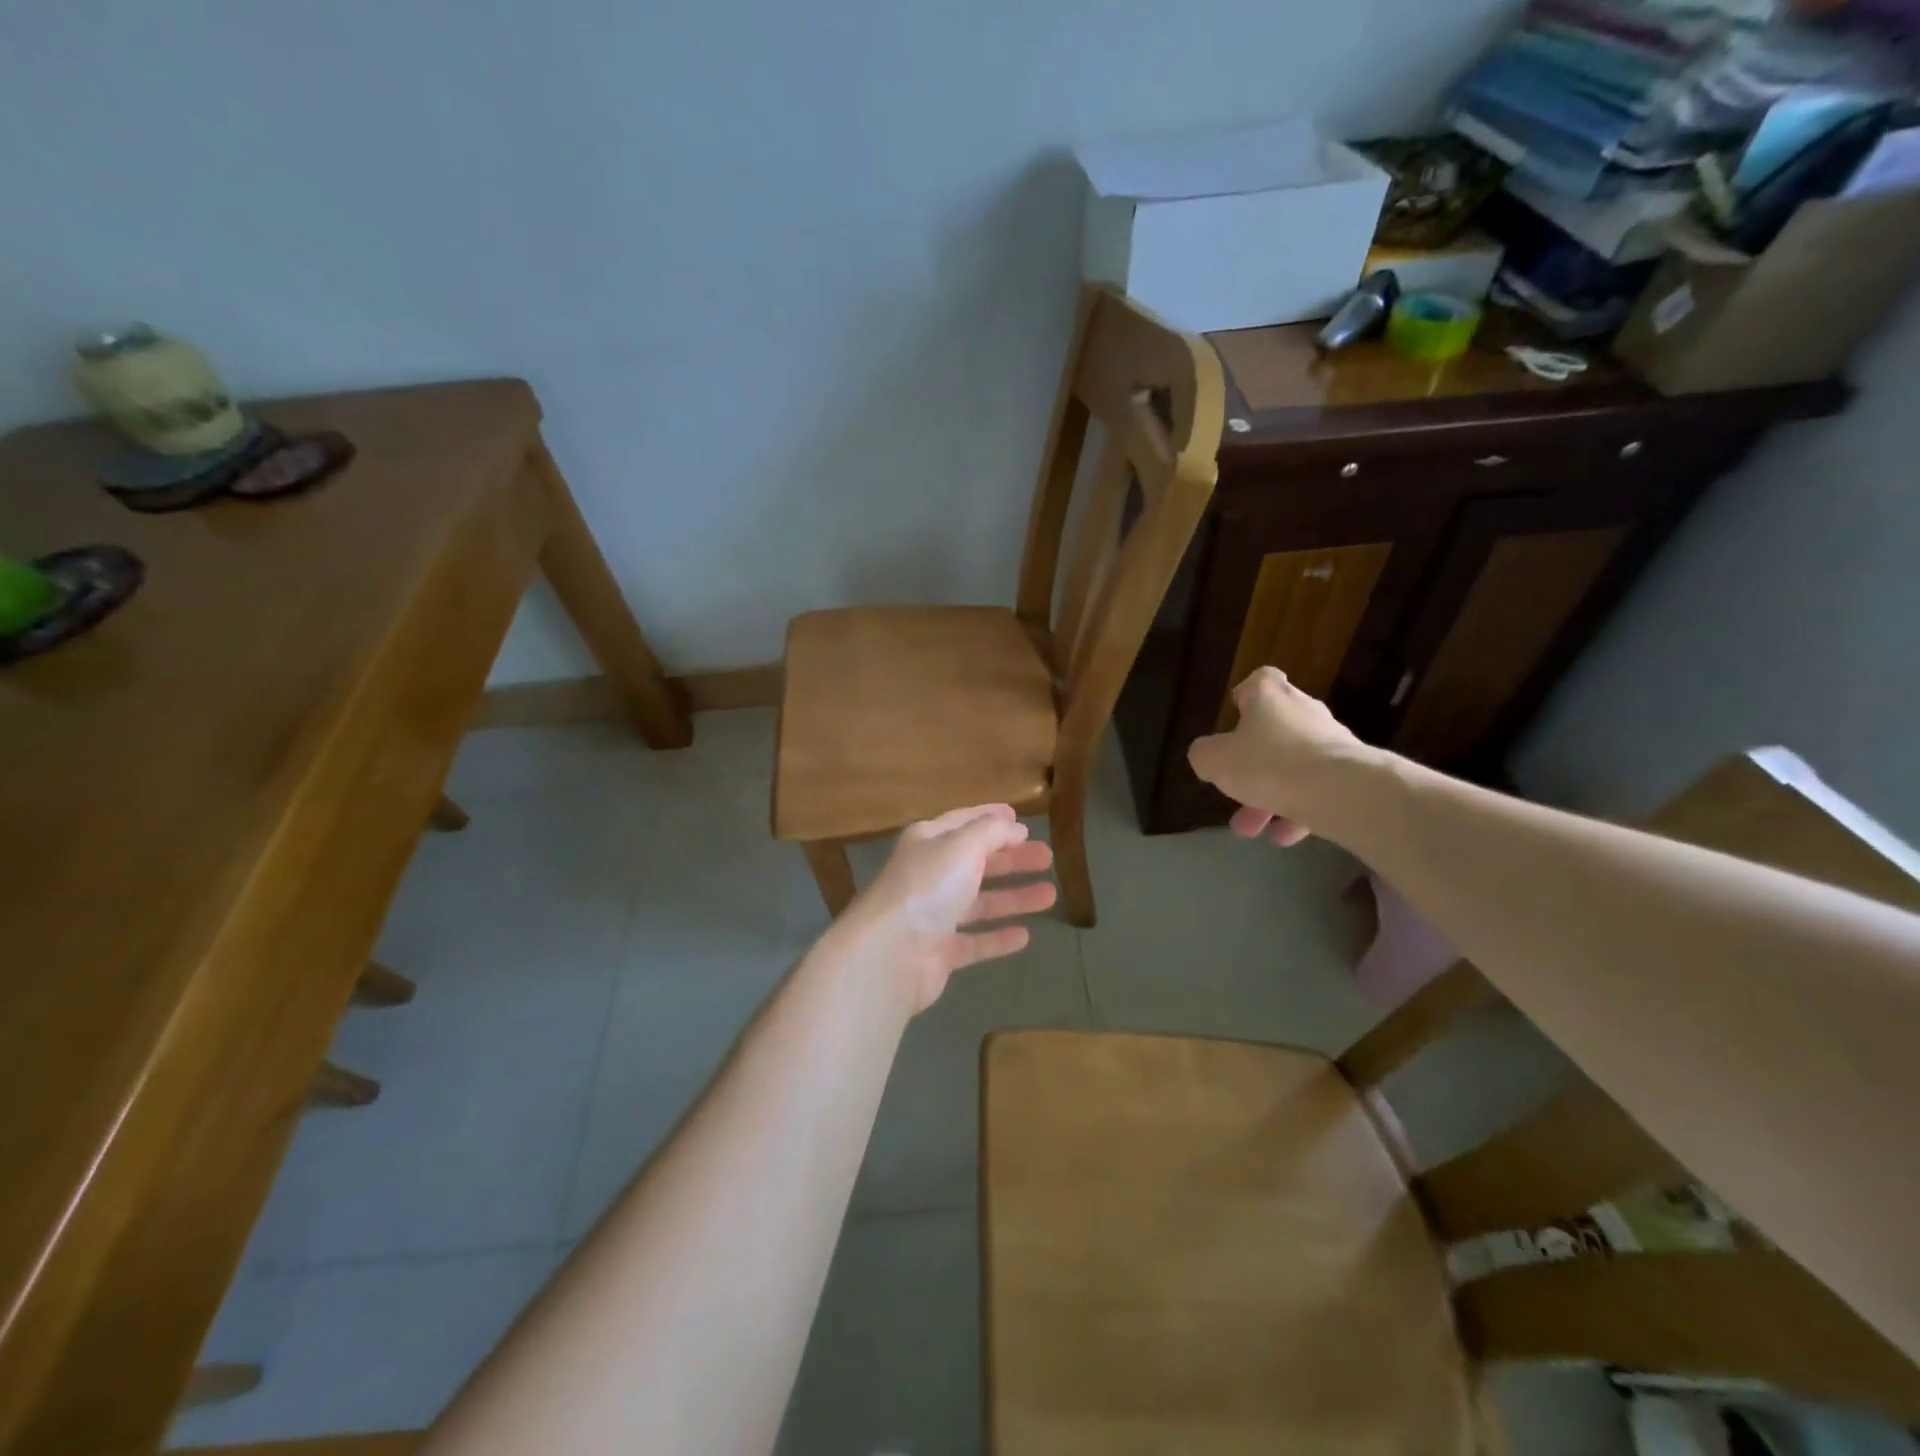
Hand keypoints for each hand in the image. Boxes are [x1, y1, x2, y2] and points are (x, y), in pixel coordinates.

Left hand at [839, 805, 1056, 1011]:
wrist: (890, 953)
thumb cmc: (928, 887)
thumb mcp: (963, 845)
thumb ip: (991, 832)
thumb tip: (1013, 826)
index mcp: (928, 842)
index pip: (963, 822)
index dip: (991, 818)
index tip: (1020, 818)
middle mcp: (929, 876)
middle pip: (976, 862)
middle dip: (1012, 859)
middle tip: (1047, 857)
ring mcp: (933, 916)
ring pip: (980, 902)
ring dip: (1014, 897)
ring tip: (1050, 894)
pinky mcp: (939, 954)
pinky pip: (975, 942)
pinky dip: (998, 938)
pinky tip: (1025, 936)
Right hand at [1187, 667, 1372, 845]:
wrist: (1343, 792)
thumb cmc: (1270, 764)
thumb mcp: (1216, 760)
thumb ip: (1205, 754)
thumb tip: (1207, 755)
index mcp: (1270, 698)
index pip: (1260, 680)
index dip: (1245, 695)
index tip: (1234, 716)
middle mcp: (1304, 712)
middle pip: (1275, 728)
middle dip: (1252, 760)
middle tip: (1233, 787)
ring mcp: (1332, 741)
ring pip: (1293, 765)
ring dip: (1270, 793)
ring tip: (1252, 828)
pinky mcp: (1352, 772)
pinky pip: (1317, 788)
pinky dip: (1298, 809)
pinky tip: (1283, 836)